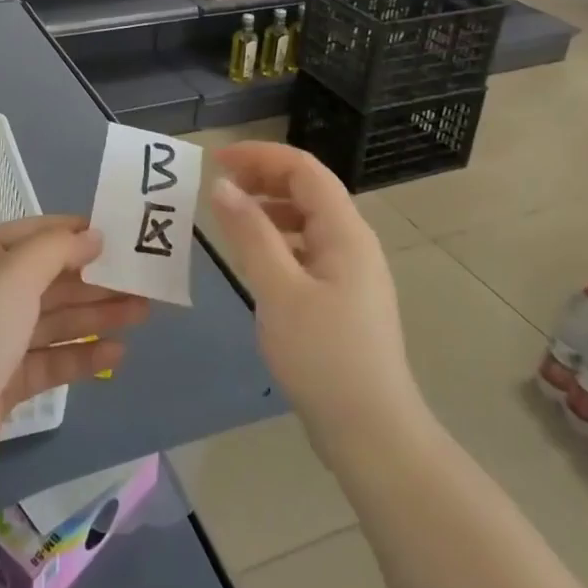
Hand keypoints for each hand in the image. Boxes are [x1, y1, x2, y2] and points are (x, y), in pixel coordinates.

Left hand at [0, 216, 150, 493]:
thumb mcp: (13, 275)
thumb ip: (56, 250)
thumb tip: (93, 235)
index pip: (29, 235)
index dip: (70, 232)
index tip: (115, 234)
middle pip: (45, 280)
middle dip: (92, 279)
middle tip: (142, 280)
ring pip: (50, 321)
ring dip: (94, 316)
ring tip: (142, 313)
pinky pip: (47, 361)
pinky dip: (79, 356)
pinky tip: (116, 354)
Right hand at [208, 143, 421, 464]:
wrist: (371, 432)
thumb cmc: (323, 356)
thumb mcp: (278, 290)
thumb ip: (249, 233)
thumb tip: (222, 185)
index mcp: (345, 232)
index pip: (304, 168)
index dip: (260, 155)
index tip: (216, 160)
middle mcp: (353, 242)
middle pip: (308, 189)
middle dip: (263, 177)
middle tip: (218, 186)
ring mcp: (351, 272)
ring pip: (307, 220)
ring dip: (269, 208)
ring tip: (231, 218)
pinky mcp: (343, 298)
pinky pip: (307, 249)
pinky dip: (277, 240)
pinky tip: (255, 260)